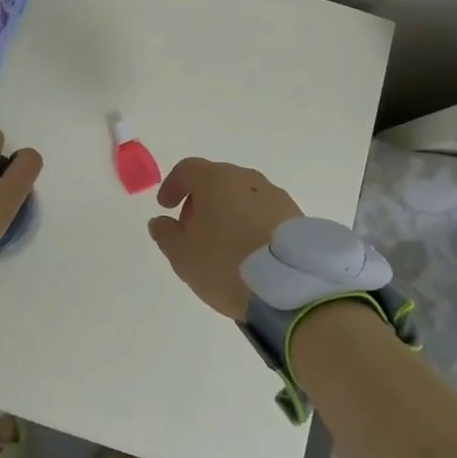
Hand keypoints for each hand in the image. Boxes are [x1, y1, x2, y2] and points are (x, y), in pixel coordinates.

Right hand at [147, 158, 302, 318]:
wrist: (290, 288)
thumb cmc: (226, 264)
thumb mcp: (182, 255)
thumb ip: (165, 234)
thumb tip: (160, 221)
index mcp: (215, 180)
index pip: (187, 169)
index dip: (172, 186)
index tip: (166, 207)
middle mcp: (246, 178)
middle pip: (216, 180)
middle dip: (200, 201)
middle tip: (192, 230)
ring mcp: (275, 195)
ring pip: (241, 195)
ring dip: (227, 211)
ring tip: (222, 244)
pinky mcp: (295, 215)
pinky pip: (263, 211)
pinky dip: (250, 222)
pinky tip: (248, 250)